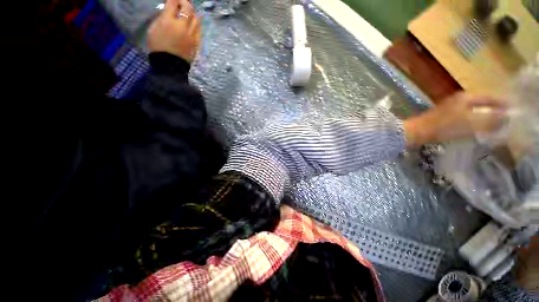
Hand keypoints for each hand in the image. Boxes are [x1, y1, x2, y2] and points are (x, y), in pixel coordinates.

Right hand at [148, 0, 201, 61]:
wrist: (170, 66)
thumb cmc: (158, 47)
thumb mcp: (153, 29)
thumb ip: (162, 18)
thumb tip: (169, 11)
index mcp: (168, 22)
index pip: (173, 3)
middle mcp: (182, 27)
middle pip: (188, 9)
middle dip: (185, 2)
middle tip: (182, 2)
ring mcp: (191, 36)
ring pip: (196, 19)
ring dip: (193, 12)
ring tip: (189, 11)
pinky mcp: (196, 44)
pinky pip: (199, 30)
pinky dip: (197, 24)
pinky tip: (194, 23)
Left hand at [404, 93, 506, 146]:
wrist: (417, 131)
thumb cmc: (444, 126)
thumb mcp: (471, 122)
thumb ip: (490, 119)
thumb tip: (507, 117)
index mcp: (466, 97)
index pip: (489, 98)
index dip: (501, 103)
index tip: (512, 108)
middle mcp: (458, 100)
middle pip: (480, 103)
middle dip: (493, 110)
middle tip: (505, 118)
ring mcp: (449, 108)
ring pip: (471, 111)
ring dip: (482, 117)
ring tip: (494, 125)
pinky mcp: (442, 117)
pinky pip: (463, 118)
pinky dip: (472, 122)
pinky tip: (475, 129)